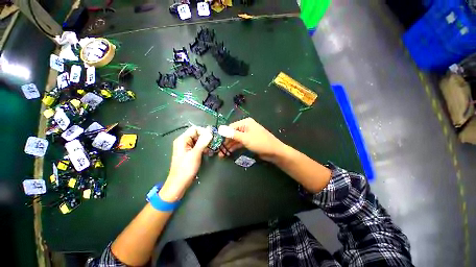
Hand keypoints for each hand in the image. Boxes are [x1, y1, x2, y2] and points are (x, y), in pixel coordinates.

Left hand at [159, 126, 212, 201]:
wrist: (179, 183)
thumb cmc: (186, 168)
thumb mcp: (195, 154)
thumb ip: (203, 141)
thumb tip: (210, 131)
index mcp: (182, 139)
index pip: (195, 129)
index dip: (204, 131)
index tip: (212, 137)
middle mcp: (184, 141)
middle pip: (197, 134)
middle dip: (206, 138)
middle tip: (214, 144)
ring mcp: (186, 147)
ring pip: (198, 141)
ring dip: (206, 144)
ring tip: (212, 149)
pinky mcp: (189, 152)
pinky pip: (198, 146)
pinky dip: (204, 148)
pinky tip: (209, 153)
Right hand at [218, 117, 285, 161]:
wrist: (274, 152)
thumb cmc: (260, 143)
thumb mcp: (245, 138)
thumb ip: (232, 134)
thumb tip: (220, 129)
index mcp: (245, 123)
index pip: (230, 127)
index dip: (223, 135)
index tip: (216, 142)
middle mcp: (245, 127)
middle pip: (232, 134)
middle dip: (225, 142)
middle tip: (218, 150)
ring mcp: (247, 135)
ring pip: (235, 139)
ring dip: (229, 146)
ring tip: (221, 154)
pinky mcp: (249, 141)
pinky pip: (239, 143)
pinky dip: (234, 148)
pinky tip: (228, 153)